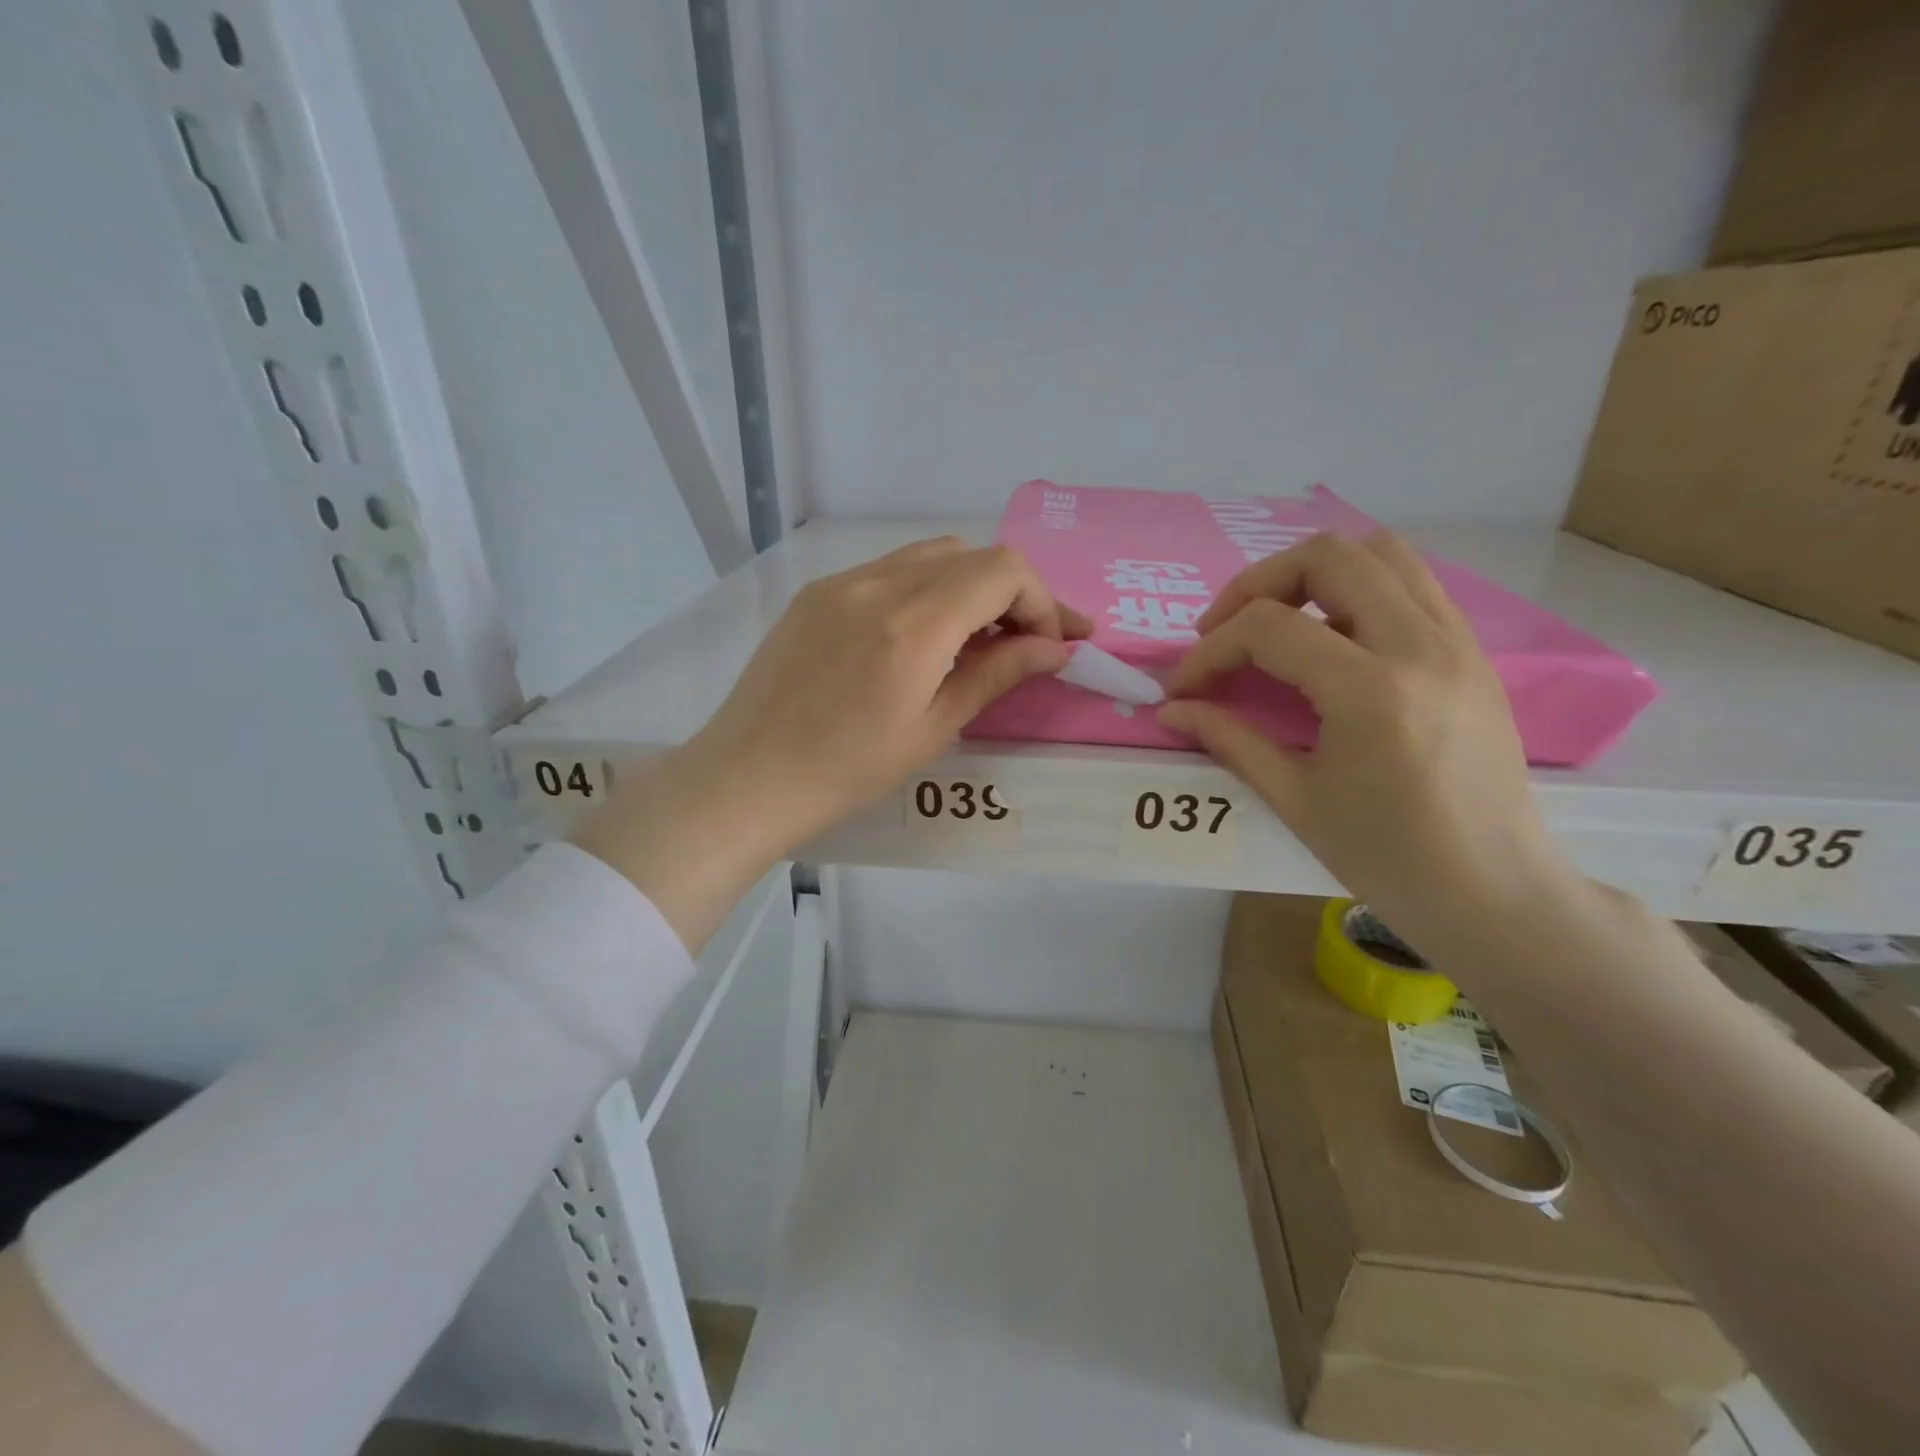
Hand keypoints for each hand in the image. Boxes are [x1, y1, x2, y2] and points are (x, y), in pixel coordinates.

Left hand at [574, 538, 1087, 947]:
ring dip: (969, 586)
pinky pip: (888, 571)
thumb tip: (1054, 648)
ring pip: (929, 556)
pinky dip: (925, 589)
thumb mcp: (932, 729)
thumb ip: (996, 675)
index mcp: (912, 624)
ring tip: (979, 637)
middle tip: (1026, 642)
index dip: (1041, 601)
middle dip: (1012, 592)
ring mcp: (840, 582)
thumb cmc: (847, 771)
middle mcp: (877, 584)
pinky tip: (921, 635)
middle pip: (971, 555)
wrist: (748, 778)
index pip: (1002, 571)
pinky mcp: (816, 593)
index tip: (1054, 644)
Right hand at [1158, 531, 1572, 945]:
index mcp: (1372, 691)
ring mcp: (1457, 642)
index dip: (1211, 650)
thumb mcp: (1294, 800)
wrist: (1495, 893)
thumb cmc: (1388, 859)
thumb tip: (1172, 711)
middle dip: (1256, 584)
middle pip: (1328, 556)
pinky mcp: (1473, 652)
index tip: (1185, 688)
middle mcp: (1422, 646)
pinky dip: (1357, 589)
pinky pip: (1412, 583)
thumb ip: (1228, 739)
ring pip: (1380, 552)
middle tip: (1224, 630)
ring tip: (1277, 622)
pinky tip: (1330, 638)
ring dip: (1312, 574)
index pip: (1269, 628)